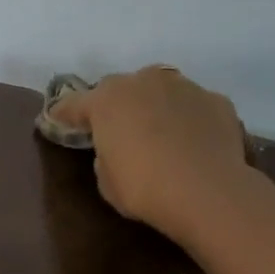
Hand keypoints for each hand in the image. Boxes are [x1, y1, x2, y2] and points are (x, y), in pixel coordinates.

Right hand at [47, 66, 248, 243]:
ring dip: (155, 108)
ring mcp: (184, 87)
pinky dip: (189, 120)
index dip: (64, 115)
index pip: (75, 104)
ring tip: (160, 134)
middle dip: (116, 107)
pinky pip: (193, 107)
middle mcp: (144, 81)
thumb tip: (116, 149)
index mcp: (107, 100)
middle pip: (122, 89)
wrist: (207, 192)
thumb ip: (105, 156)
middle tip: (117, 130)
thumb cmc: (144, 189)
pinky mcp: (216, 100)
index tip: (58, 121)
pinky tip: (193, 143)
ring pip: (161, 91)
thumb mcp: (107, 182)